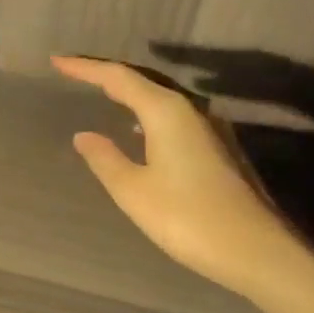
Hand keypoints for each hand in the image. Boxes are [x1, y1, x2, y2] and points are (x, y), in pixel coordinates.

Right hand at [52, 55, 306, 299]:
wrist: (256, 251)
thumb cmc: (187, 218)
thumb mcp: (134, 191)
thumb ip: (105, 159)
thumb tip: (84, 135)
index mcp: (167, 112)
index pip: (119, 77)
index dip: (86, 68)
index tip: (57, 61)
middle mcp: (192, 110)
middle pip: (143, 80)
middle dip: (107, 75)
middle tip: (76, 73)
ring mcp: (211, 128)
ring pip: (162, 98)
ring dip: (131, 92)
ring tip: (103, 95)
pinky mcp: (220, 148)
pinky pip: (175, 115)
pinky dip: (149, 112)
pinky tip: (140, 130)